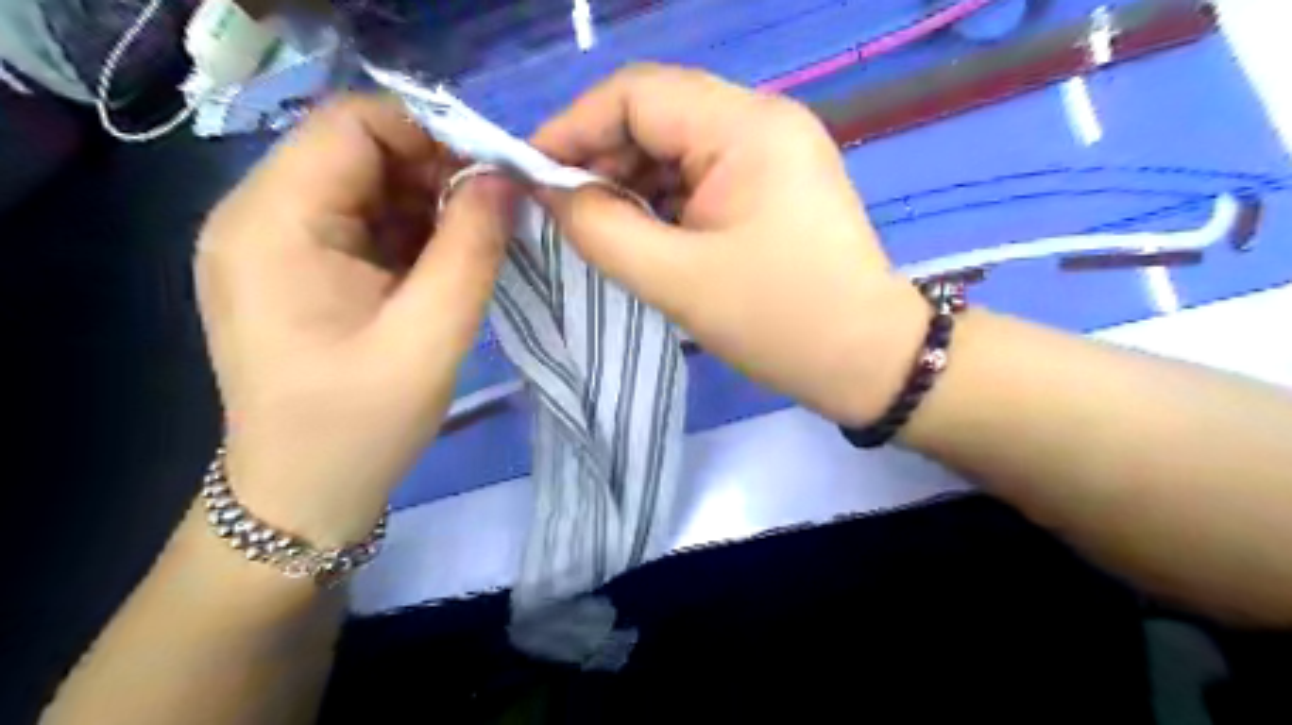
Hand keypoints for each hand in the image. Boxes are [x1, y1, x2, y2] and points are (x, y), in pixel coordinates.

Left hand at [194, 96, 518, 540]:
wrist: (303, 496)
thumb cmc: (361, 424)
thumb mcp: (432, 335)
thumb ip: (472, 248)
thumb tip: (505, 179)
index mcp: (274, 223)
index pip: (353, 124)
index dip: (430, 135)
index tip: (493, 180)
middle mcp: (258, 217)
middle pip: (357, 152)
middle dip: (434, 174)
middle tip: (491, 222)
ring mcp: (272, 244)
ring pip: (364, 187)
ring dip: (426, 207)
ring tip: (471, 252)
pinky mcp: (293, 270)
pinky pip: (360, 224)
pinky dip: (409, 234)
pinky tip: (440, 270)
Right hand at [536, 64, 929, 428]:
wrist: (866, 360)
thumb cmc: (778, 321)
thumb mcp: (676, 279)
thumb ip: (601, 229)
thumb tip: (552, 192)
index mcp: (746, 127)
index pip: (636, 94)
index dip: (573, 127)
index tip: (530, 173)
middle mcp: (763, 121)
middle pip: (657, 116)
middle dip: (602, 160)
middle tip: (565, 213)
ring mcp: (774, 150)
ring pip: (677, 148)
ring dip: (633, 184)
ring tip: (603, 231)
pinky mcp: (776, 182)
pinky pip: (702, 174)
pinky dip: (665, 201)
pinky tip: (646, 235)